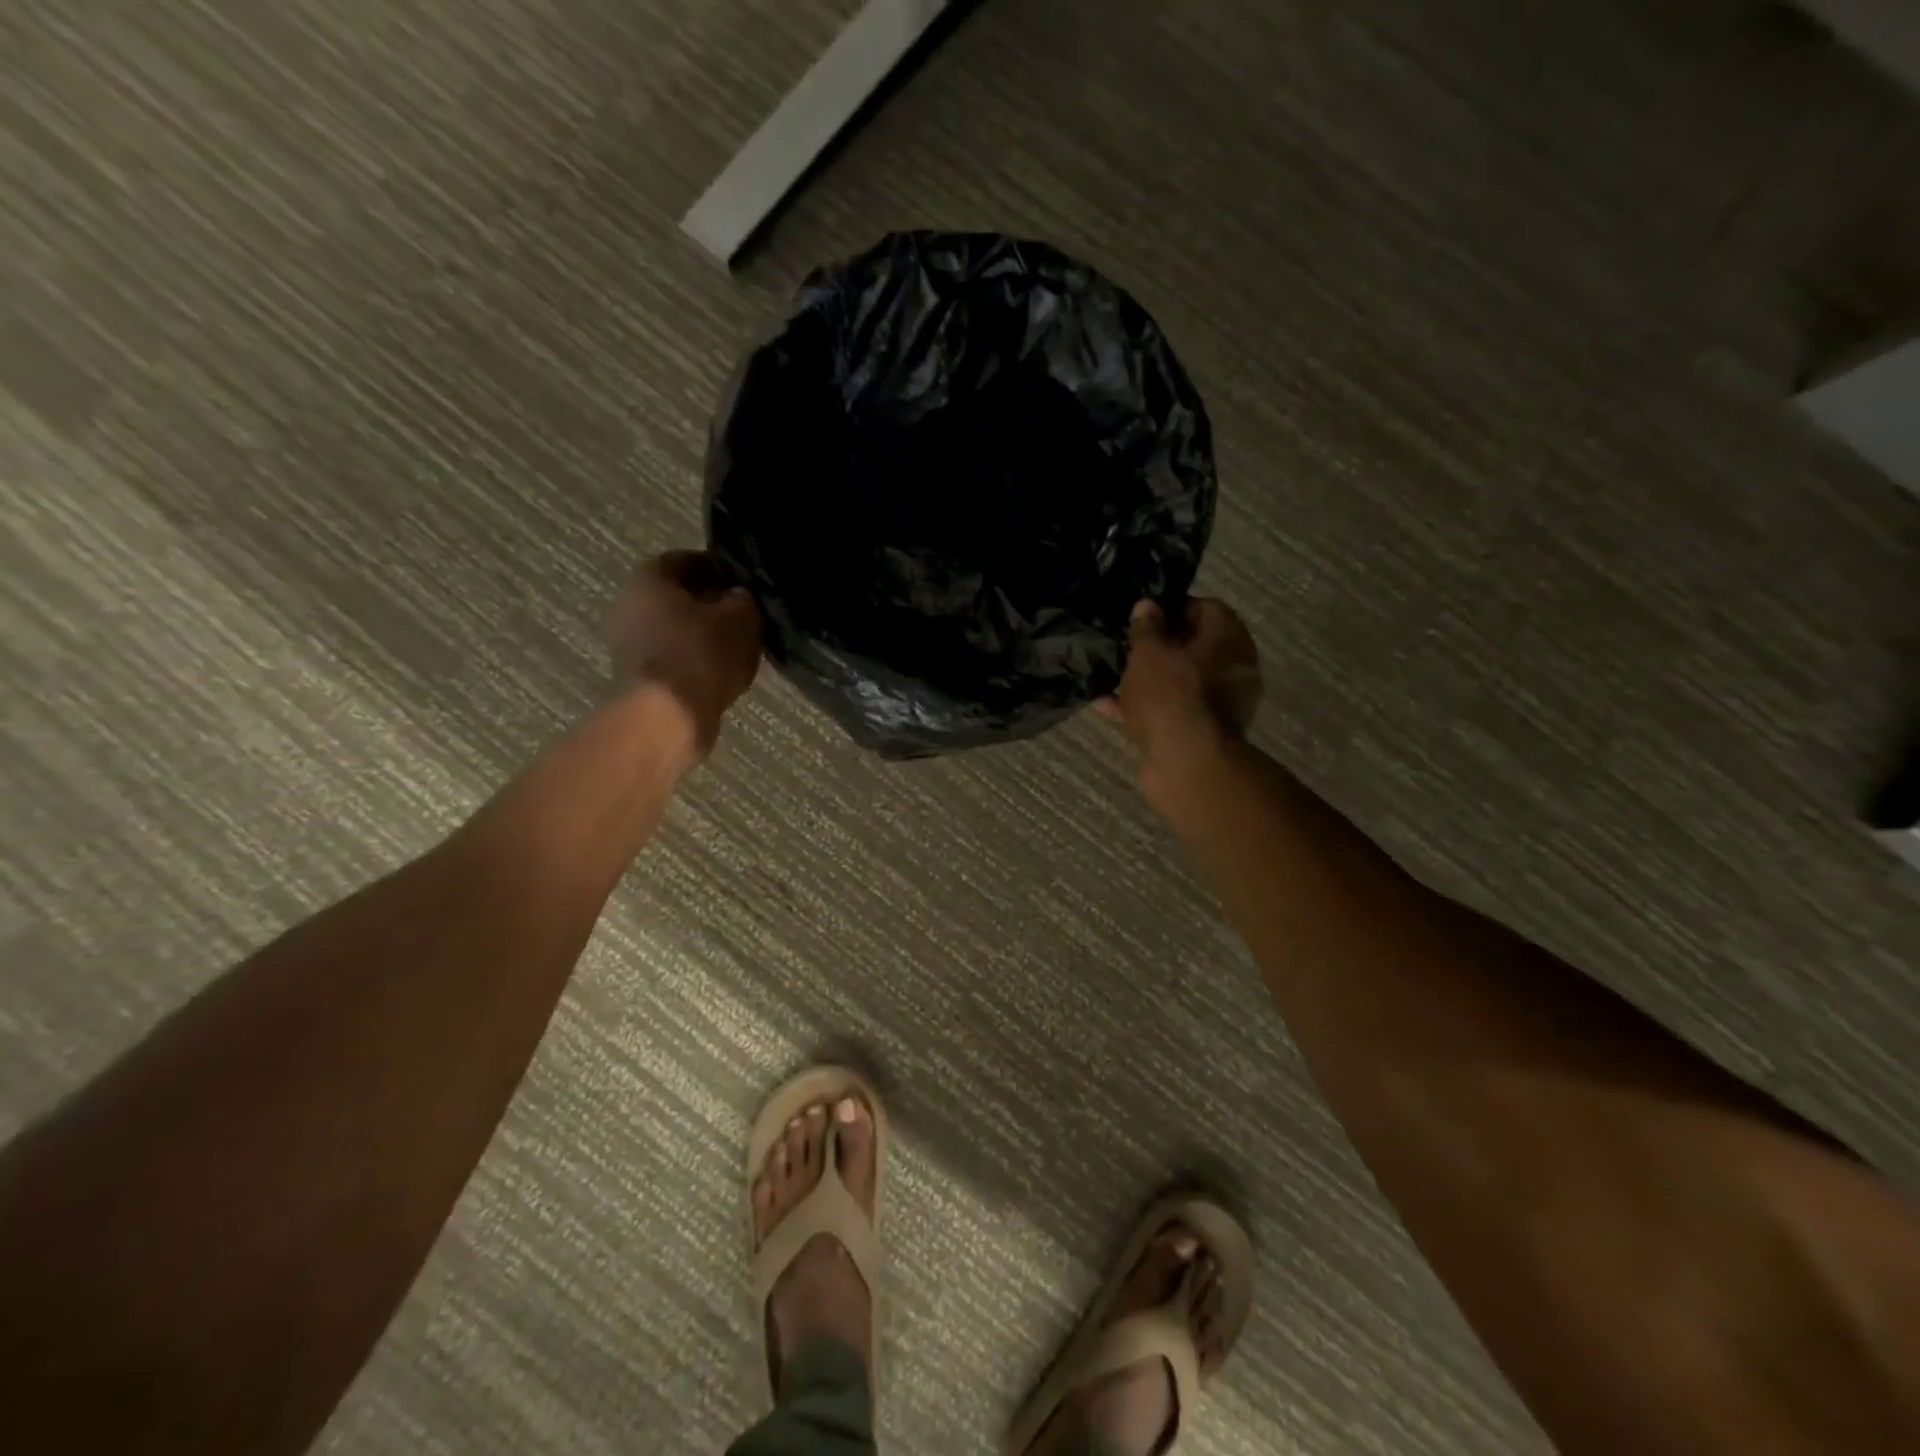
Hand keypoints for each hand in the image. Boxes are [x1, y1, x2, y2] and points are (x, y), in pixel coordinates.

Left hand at [605, 551, 761, 755]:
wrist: (667, 718)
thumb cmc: (701, 655)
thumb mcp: (740, 618)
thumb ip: (743, 600)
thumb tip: (738, 598)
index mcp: (648, 578)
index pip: (687, 560)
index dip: (719, 569)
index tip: (745, 584)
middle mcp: (629, 606)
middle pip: (679, 598)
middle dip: (712, 606)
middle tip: (746, 617)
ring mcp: (629, 646)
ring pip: (677, 631)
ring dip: (706, 637)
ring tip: (741, 648)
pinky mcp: (639, 679)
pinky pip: (675, 660)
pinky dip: (697, 664)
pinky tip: (724, 674)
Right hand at [1097, 598, 1261, 791]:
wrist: (1187, 763)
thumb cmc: (1170, 694)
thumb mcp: (1148, 652)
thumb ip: (1146, 627)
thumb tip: (1148, 605)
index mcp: (1229, 638)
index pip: (1205, 607)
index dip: (1171, 608)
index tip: (1141, 617)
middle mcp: (1233, 668)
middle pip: (1193, 647)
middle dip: (1157, 647)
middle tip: (1125, 646)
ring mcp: (1220, 704)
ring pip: (1179, 681)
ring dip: (1147, 679)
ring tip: (1110, 678)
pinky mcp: (1202, 733)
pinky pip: (1171, 710)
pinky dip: (1144, 706)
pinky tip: (1108, 706)